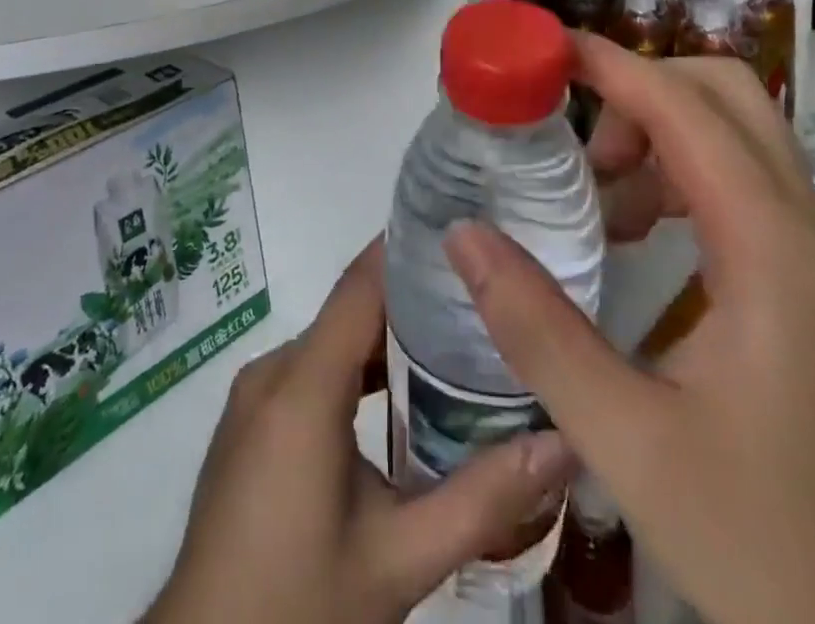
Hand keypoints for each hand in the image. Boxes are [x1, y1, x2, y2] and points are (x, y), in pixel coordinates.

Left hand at [145, 240, 574, 623]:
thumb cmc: (298, 603)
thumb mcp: (399, 561)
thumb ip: (482, 500)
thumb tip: (563, 443)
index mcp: (302, 386)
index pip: (360, 286)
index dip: (407, 250)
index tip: (463, 229)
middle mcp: (273, 372)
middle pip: (350, 310)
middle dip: (413, 297)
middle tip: (482, 294)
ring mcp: (256, 395)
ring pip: (332, 342)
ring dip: (386, 336)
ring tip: (455, 337)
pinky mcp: (251, 420)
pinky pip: (311, 369)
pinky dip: (356, 368)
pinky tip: (399, 391)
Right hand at [445, 37, 814, 623]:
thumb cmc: (768, 549)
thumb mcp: (628, 442)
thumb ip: (536, 329)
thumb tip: (462, 234)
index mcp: (771, 251)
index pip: (685, 108)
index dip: (611, 64)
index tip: (541, 50)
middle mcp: (804, 234)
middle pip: (726, 96)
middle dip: (640, 90)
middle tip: (574, 145)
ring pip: (737, 138)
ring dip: (660, 134)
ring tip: (597, 200)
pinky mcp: (812, 290)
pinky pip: (742, 187)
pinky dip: (682, 177)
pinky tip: (638, 239)